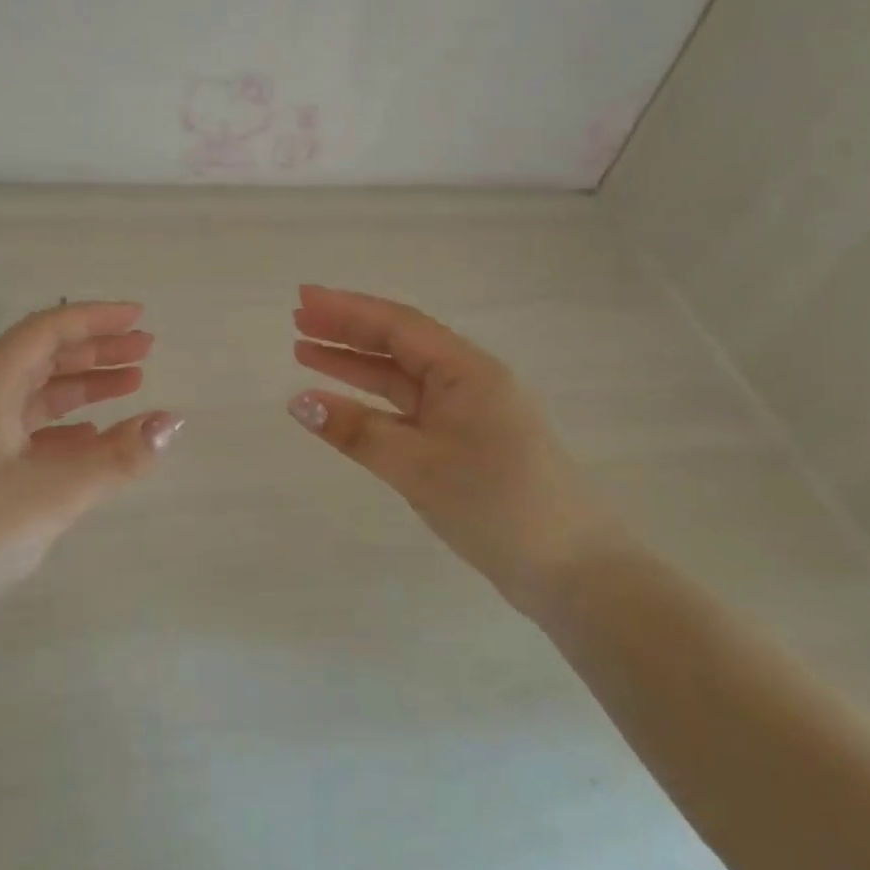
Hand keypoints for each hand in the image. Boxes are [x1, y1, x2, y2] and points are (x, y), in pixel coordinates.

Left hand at [0, 301, 180, 641]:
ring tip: (130, 387)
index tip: (140, 318)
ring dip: (81, 387)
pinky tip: (87, 441)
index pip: (46, 331)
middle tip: (146, 350)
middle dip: (96, 350)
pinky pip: (22, 432)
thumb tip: (171, 421)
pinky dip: (61, 427)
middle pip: (41, 358)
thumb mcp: (52, 495)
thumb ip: (116, 457)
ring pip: (33, 396)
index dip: (96, 318)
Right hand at [288, 285, 607, 612]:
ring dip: (356, 366)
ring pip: (401, 378)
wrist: (572, 571)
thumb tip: (299, 403)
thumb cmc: (496, 504)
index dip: (346, 309)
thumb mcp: (418, 465)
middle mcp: (467, 380)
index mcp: (466, 370)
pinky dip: (374, 405)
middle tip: (297, 320)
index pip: (397, 325)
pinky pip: (409, 410)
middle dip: (346, 331)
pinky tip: (342, 406)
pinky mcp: (465, 443)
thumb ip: (356, 431)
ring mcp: (467, 413)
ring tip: (305, 354)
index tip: (302, 298)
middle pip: (398, 344)